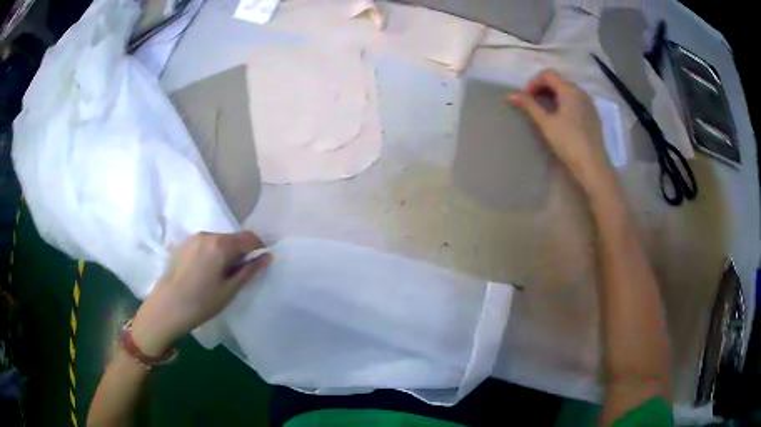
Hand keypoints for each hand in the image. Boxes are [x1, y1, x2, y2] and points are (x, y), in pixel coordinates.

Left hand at [131, 231, 270, 355]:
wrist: (167, 307)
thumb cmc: (201, 303)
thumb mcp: (230, 290)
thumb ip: (249, 270)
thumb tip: (267, 256)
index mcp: (221, 245)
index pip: (248, 238)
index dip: (258, 248)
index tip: (259, 263)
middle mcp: (207, 235)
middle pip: (232, 238)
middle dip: (240, 252)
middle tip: (239, 274)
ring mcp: (192, 238)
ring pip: (217, 240)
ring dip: (224, 252)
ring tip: (220, 275)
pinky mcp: (182, 244)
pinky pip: (204, 244)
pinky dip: (211, 253)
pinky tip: (205, 272)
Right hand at [509, 69, 615, 192]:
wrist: (592, 165)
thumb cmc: (568, 142)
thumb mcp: (546, 123)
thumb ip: (529, 105)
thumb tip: (510, 95)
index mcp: (569, 90)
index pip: (547, 74)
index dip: (533, 83)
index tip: (526, 98)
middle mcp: (581, 91)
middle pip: (558, 81)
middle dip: (543, 88)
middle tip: (532, 104)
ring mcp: (589, 103)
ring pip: (567, 90)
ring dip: (553, 95)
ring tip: (545, 111)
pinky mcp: (593, 114)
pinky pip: (576, 100)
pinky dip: (564, 103)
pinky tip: (560, 118)